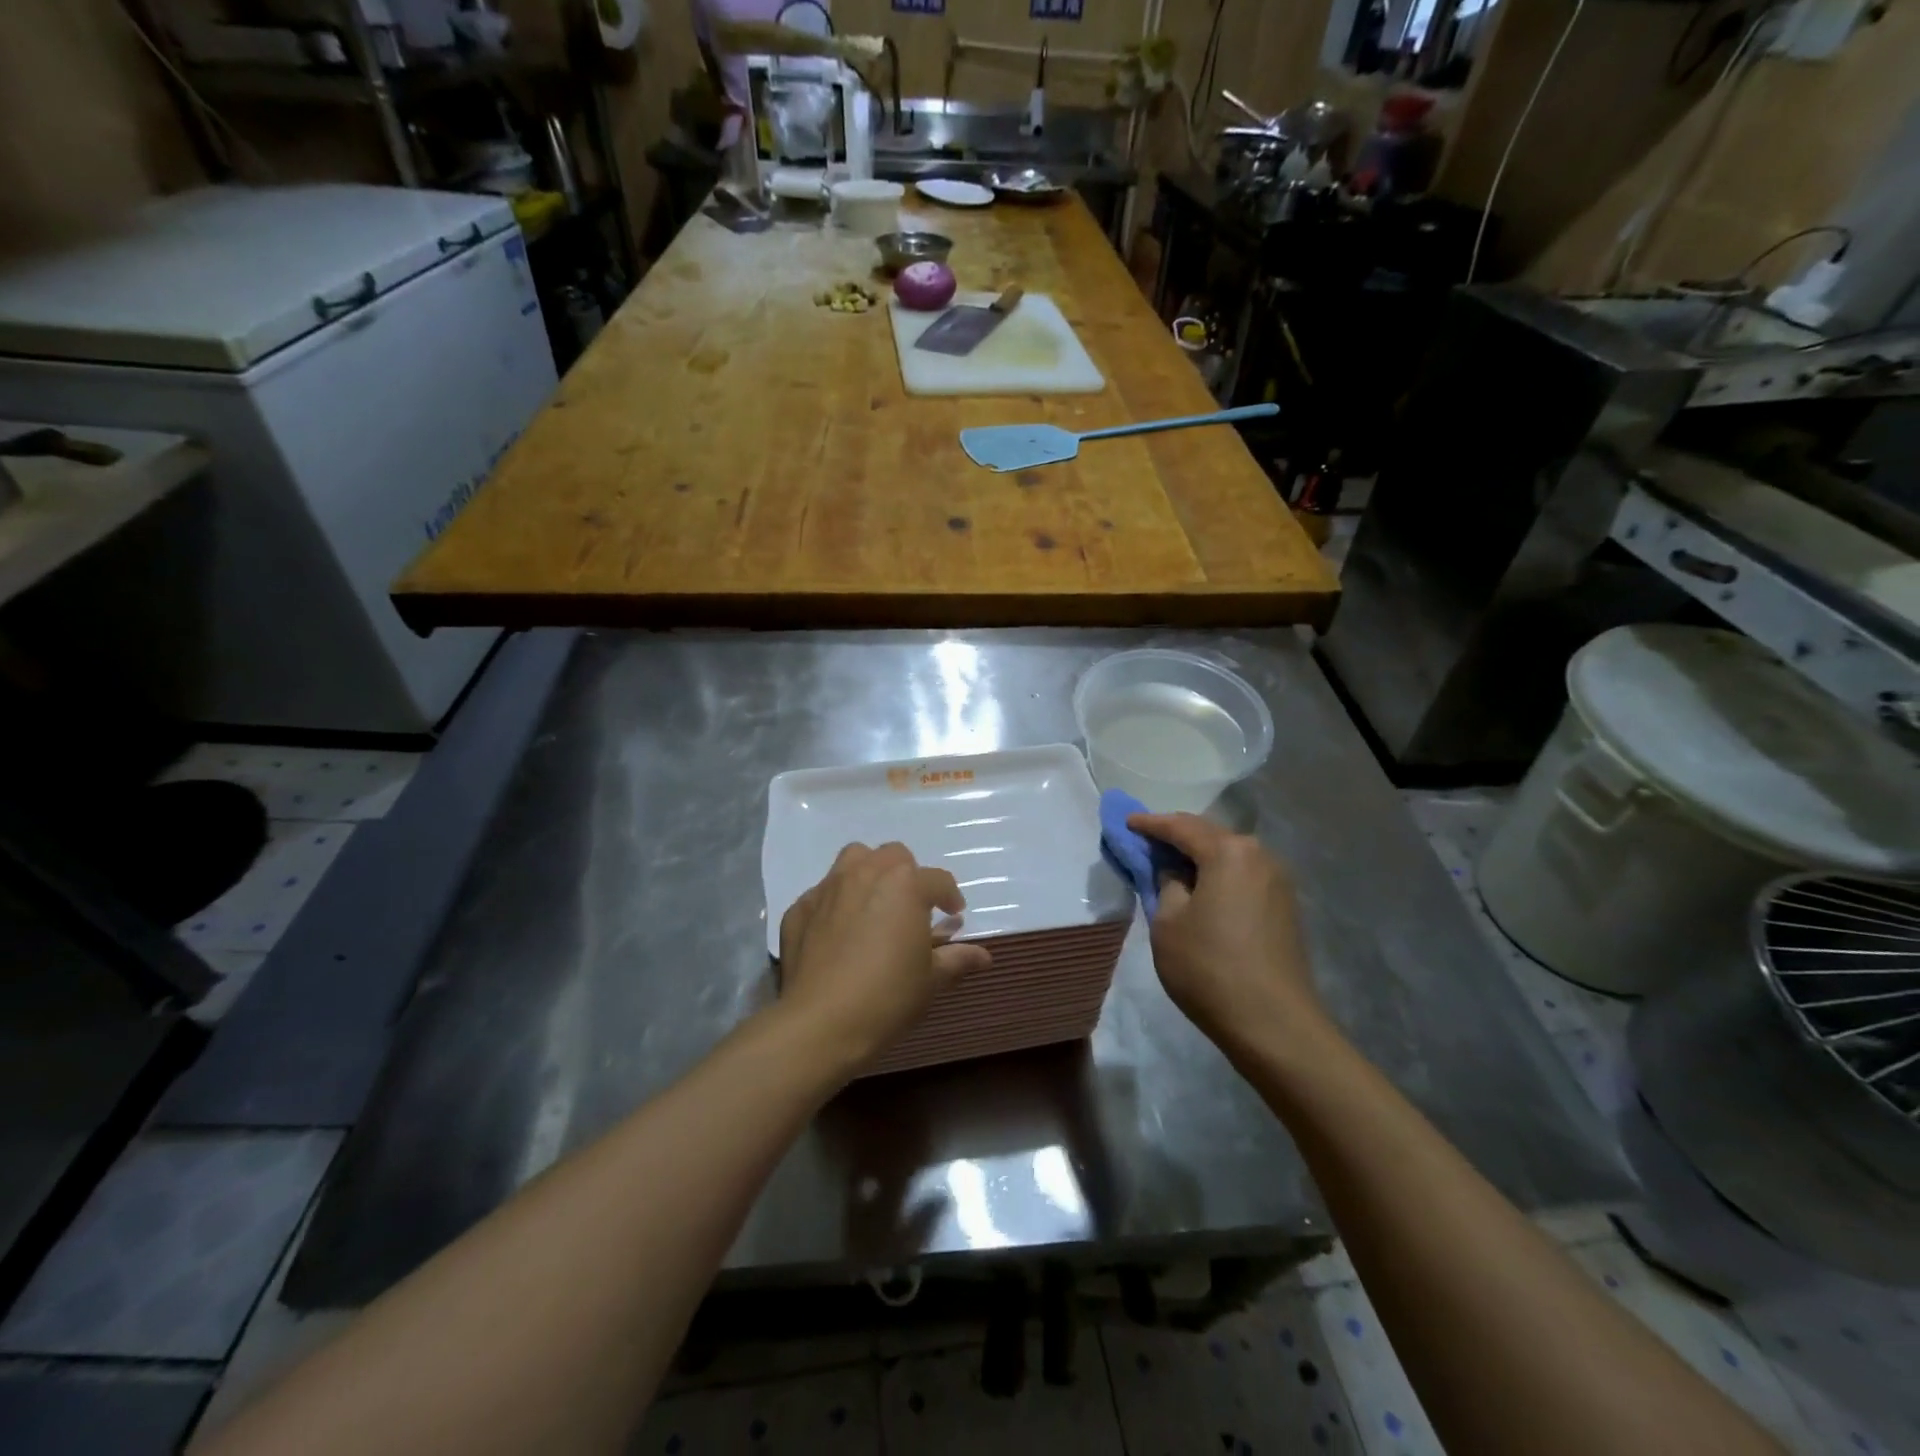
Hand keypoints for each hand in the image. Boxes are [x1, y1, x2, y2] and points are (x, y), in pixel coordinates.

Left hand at [776, 842, 991, 1071]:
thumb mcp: (931, 980)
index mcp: (905, 885)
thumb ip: (957, 959)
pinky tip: (836, 932)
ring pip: (853, 860)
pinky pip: (822, 894)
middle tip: (911, 907)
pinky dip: (834, 904)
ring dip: (869, 873)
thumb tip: (984, 956)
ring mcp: (828, 888)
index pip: (938, 880)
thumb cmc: (888, 996)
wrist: (820, 1023)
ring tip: (873, 904)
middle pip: (893, 856)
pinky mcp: (799, 908)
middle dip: (907, 876)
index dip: (949, 897)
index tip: (953, 915)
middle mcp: (866, 873)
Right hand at [1128, 813, 1327, 1057]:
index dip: (1150, 824)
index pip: (1181, 827)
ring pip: (1229, 854)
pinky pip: (1242, 874)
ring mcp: (1278, 880)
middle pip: (1209, 834)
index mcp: (1228, 852)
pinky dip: (1218, 872)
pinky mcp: (1284, 905)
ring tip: (1170, 862)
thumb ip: (1165, 884)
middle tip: (1146, 839)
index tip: (1126, 823)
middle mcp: (1259, 855)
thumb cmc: (1209, 968)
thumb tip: (1174, 872)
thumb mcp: (1168, 923)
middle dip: (1176, 834)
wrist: (1274, 1024)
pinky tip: (1201, 885)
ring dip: (1199, 854)